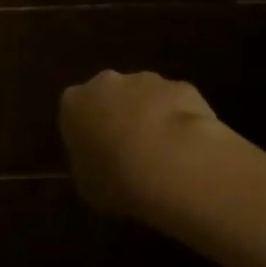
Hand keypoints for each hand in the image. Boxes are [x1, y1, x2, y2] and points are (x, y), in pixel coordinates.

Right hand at [60, 69, 222, 220]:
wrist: (172, 166)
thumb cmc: (117, 180)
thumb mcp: (88, 185)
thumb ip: (89, 166)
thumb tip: (100, 166)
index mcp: (74, 103)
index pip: (75, 111)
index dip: (87, 133)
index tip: (99, 155)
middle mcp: (106, 83)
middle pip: (110, 95)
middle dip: (119, 116)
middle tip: (131, 151)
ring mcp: (146, 81)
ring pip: (146, 96)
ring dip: (152, 116)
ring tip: (166, 155)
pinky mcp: (182, 87)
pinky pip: (179, 104)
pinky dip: (183, 121)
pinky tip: (191, 150)